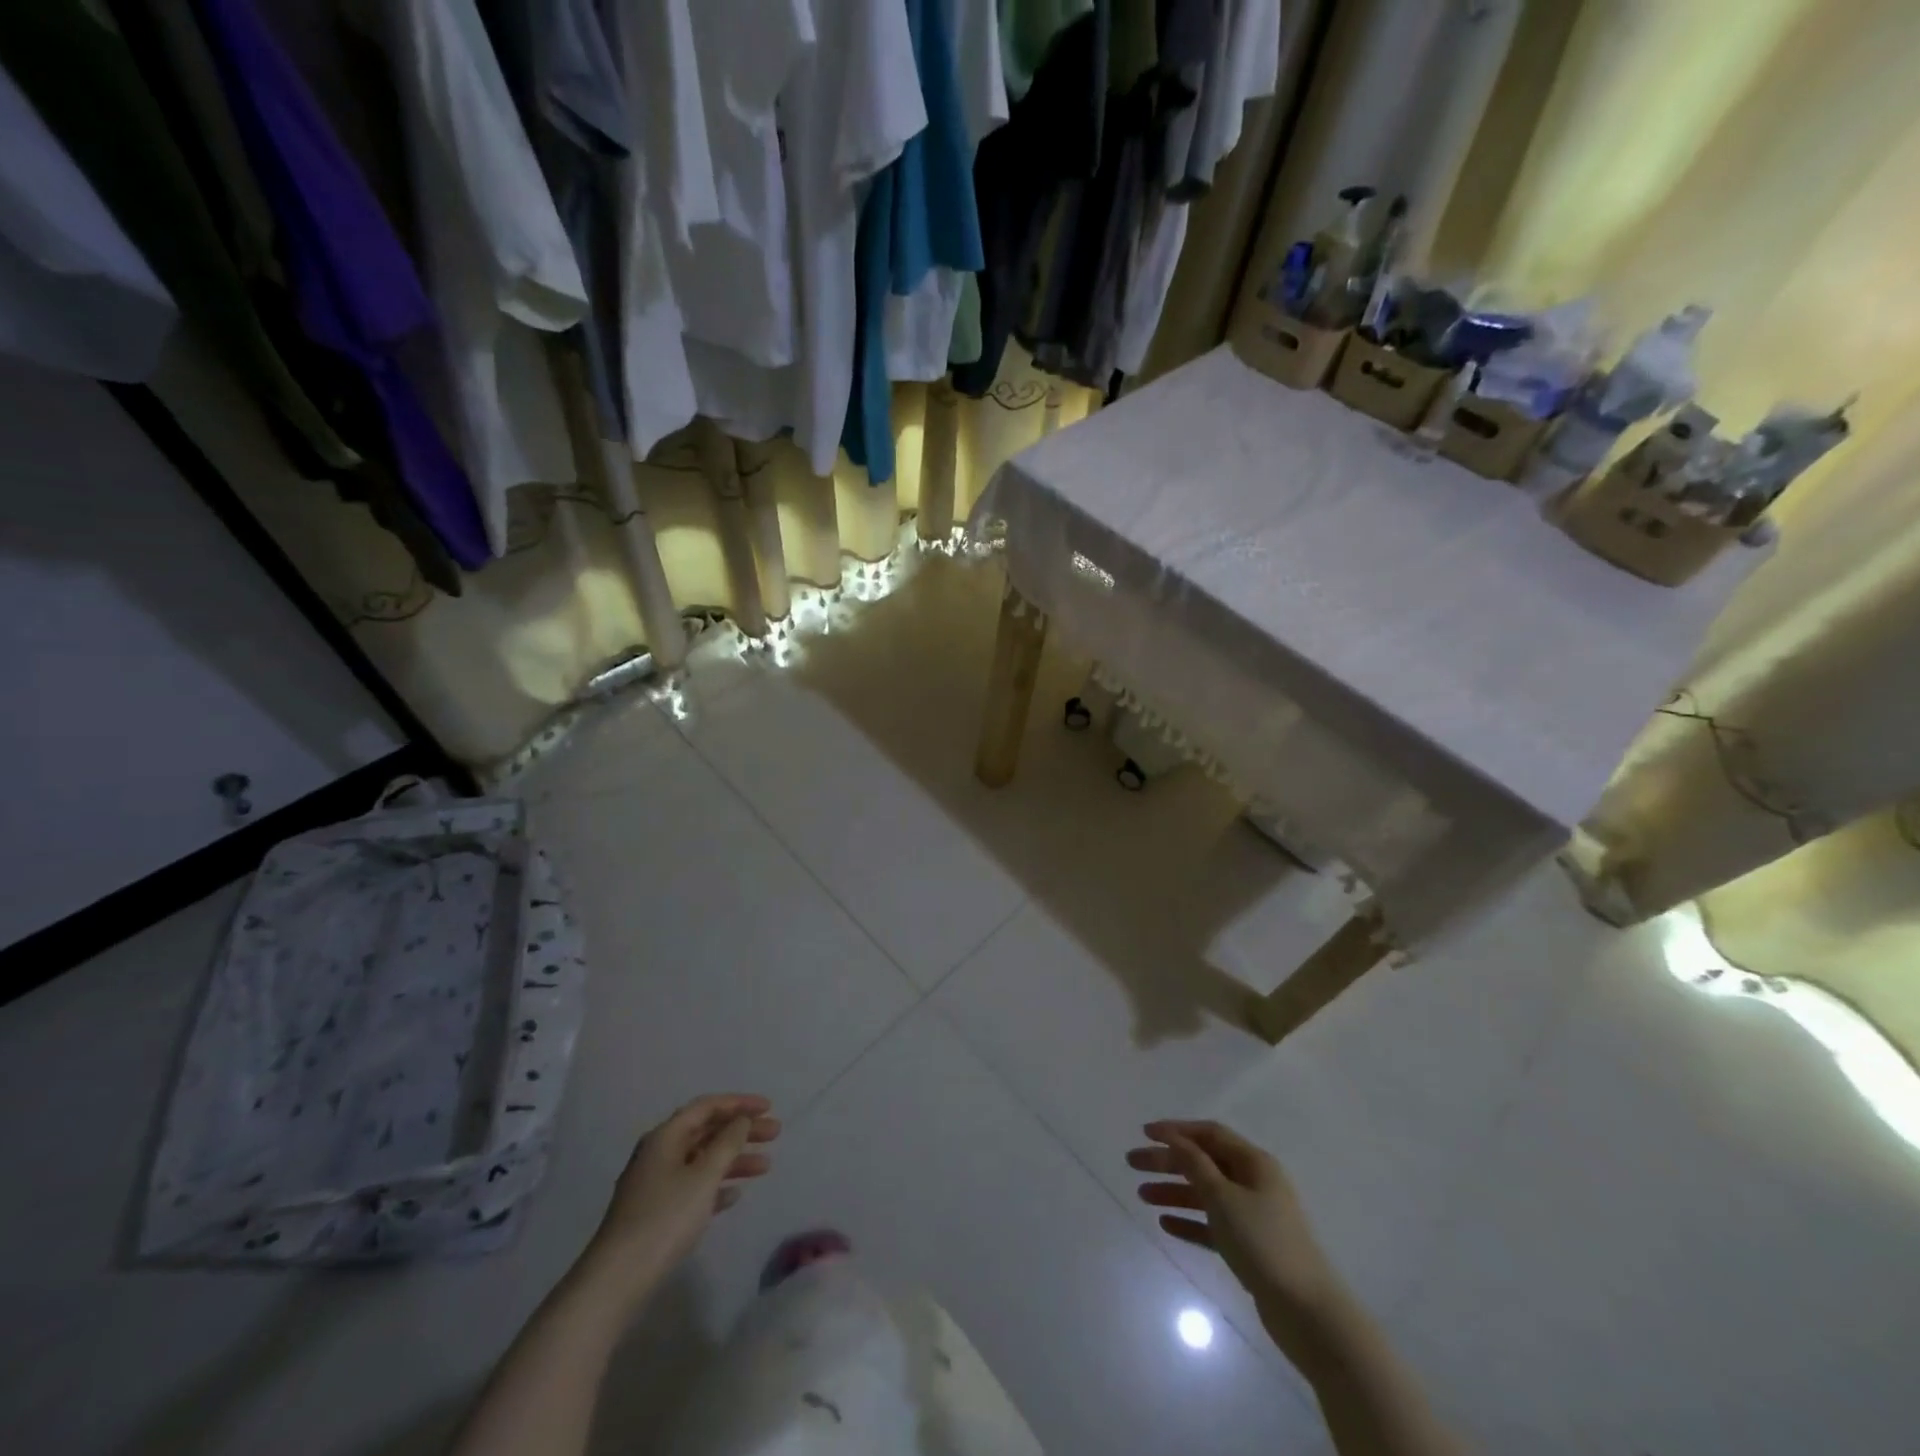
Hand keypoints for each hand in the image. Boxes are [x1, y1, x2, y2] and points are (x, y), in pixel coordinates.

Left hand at [589, 1094, 780, 1287]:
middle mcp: (659, 1153)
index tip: (769, 1108)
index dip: (740, 1103)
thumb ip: (727, 1143)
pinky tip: (735, 1195)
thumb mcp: (703, 1177)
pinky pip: (693, 1187)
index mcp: (666, 1136)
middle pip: (707, 1131)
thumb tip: (741, 1120)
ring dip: (734, 1159)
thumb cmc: (665, 1218)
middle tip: (775, 1133)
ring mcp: (655, 1184)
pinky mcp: (656, 1212)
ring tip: (766, 1167)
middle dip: (741, 1131)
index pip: (707, 1106)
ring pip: (702, 1160)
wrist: (616, 1281)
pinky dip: (716, 1185)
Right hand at [1128, 1120, 1340, 1346]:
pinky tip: (1165, 1223)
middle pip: (1204, 1163)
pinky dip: (1190, 1221)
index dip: (1176, 1130)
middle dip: (1168, 1161)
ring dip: (1174, 1192)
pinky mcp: (1250, 1248)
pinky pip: (1212, 1225)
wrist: (1307, 1313)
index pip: (1210, 1134)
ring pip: (1206, 1194)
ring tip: (1142, 1195)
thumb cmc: (1263, 1243)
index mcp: (1254, 1163)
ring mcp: (1253, 1216)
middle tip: (1133, 1164)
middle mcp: (1254, 1183)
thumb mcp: (1223, 1197)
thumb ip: (1195, 1165)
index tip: (1144, 1133)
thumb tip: (1175, 1139)